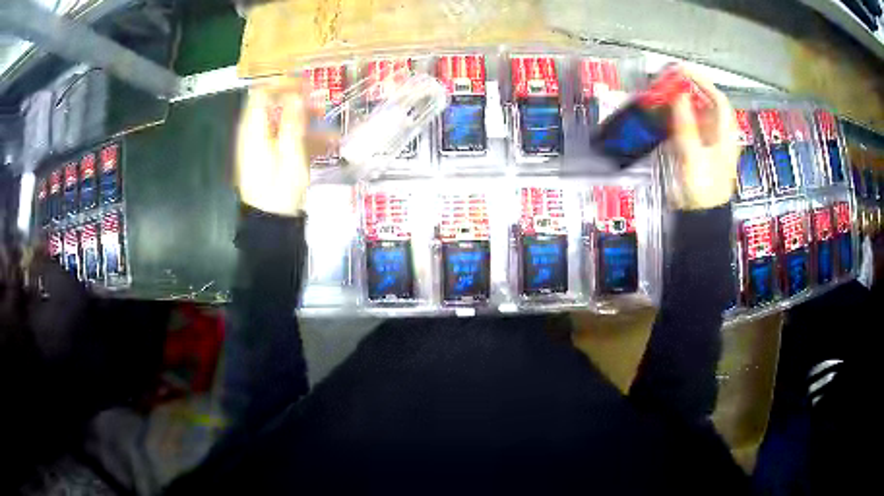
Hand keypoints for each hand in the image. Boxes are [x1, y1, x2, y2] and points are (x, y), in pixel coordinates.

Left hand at [235, 77, 337, 216]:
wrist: (270, 223)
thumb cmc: (279, 188)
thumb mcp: (290, 153)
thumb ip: (292, 121)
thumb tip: (295, 94)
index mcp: (254, 129)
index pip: (262, 93)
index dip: (282, 83)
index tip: (305, 84)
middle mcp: (254, 133)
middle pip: (273, 106)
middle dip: (298, 103)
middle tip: (321, 106)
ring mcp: (260, 146)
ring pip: (282, 123)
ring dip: (306, 122)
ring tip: (330, 130)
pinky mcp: (267, 158)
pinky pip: (285, 139)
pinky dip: (303, 138)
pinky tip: (326, 145)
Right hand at [668, 71, 738, 209]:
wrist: (701, 216)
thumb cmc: (703, 188)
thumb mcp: (694, 155)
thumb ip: (686, 124)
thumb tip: (678, 95)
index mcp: (725, 134)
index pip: (718, 100)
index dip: (703, 82)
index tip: (683, 70)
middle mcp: (719, 134)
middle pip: (707, 104)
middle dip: (690, 89)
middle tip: (669, 79)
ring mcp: (708, 142)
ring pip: (697, 114)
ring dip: (682, 102)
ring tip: (664, 92)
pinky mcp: (698, 150)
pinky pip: (689, 126)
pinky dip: (678, 117)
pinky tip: (665, 113)